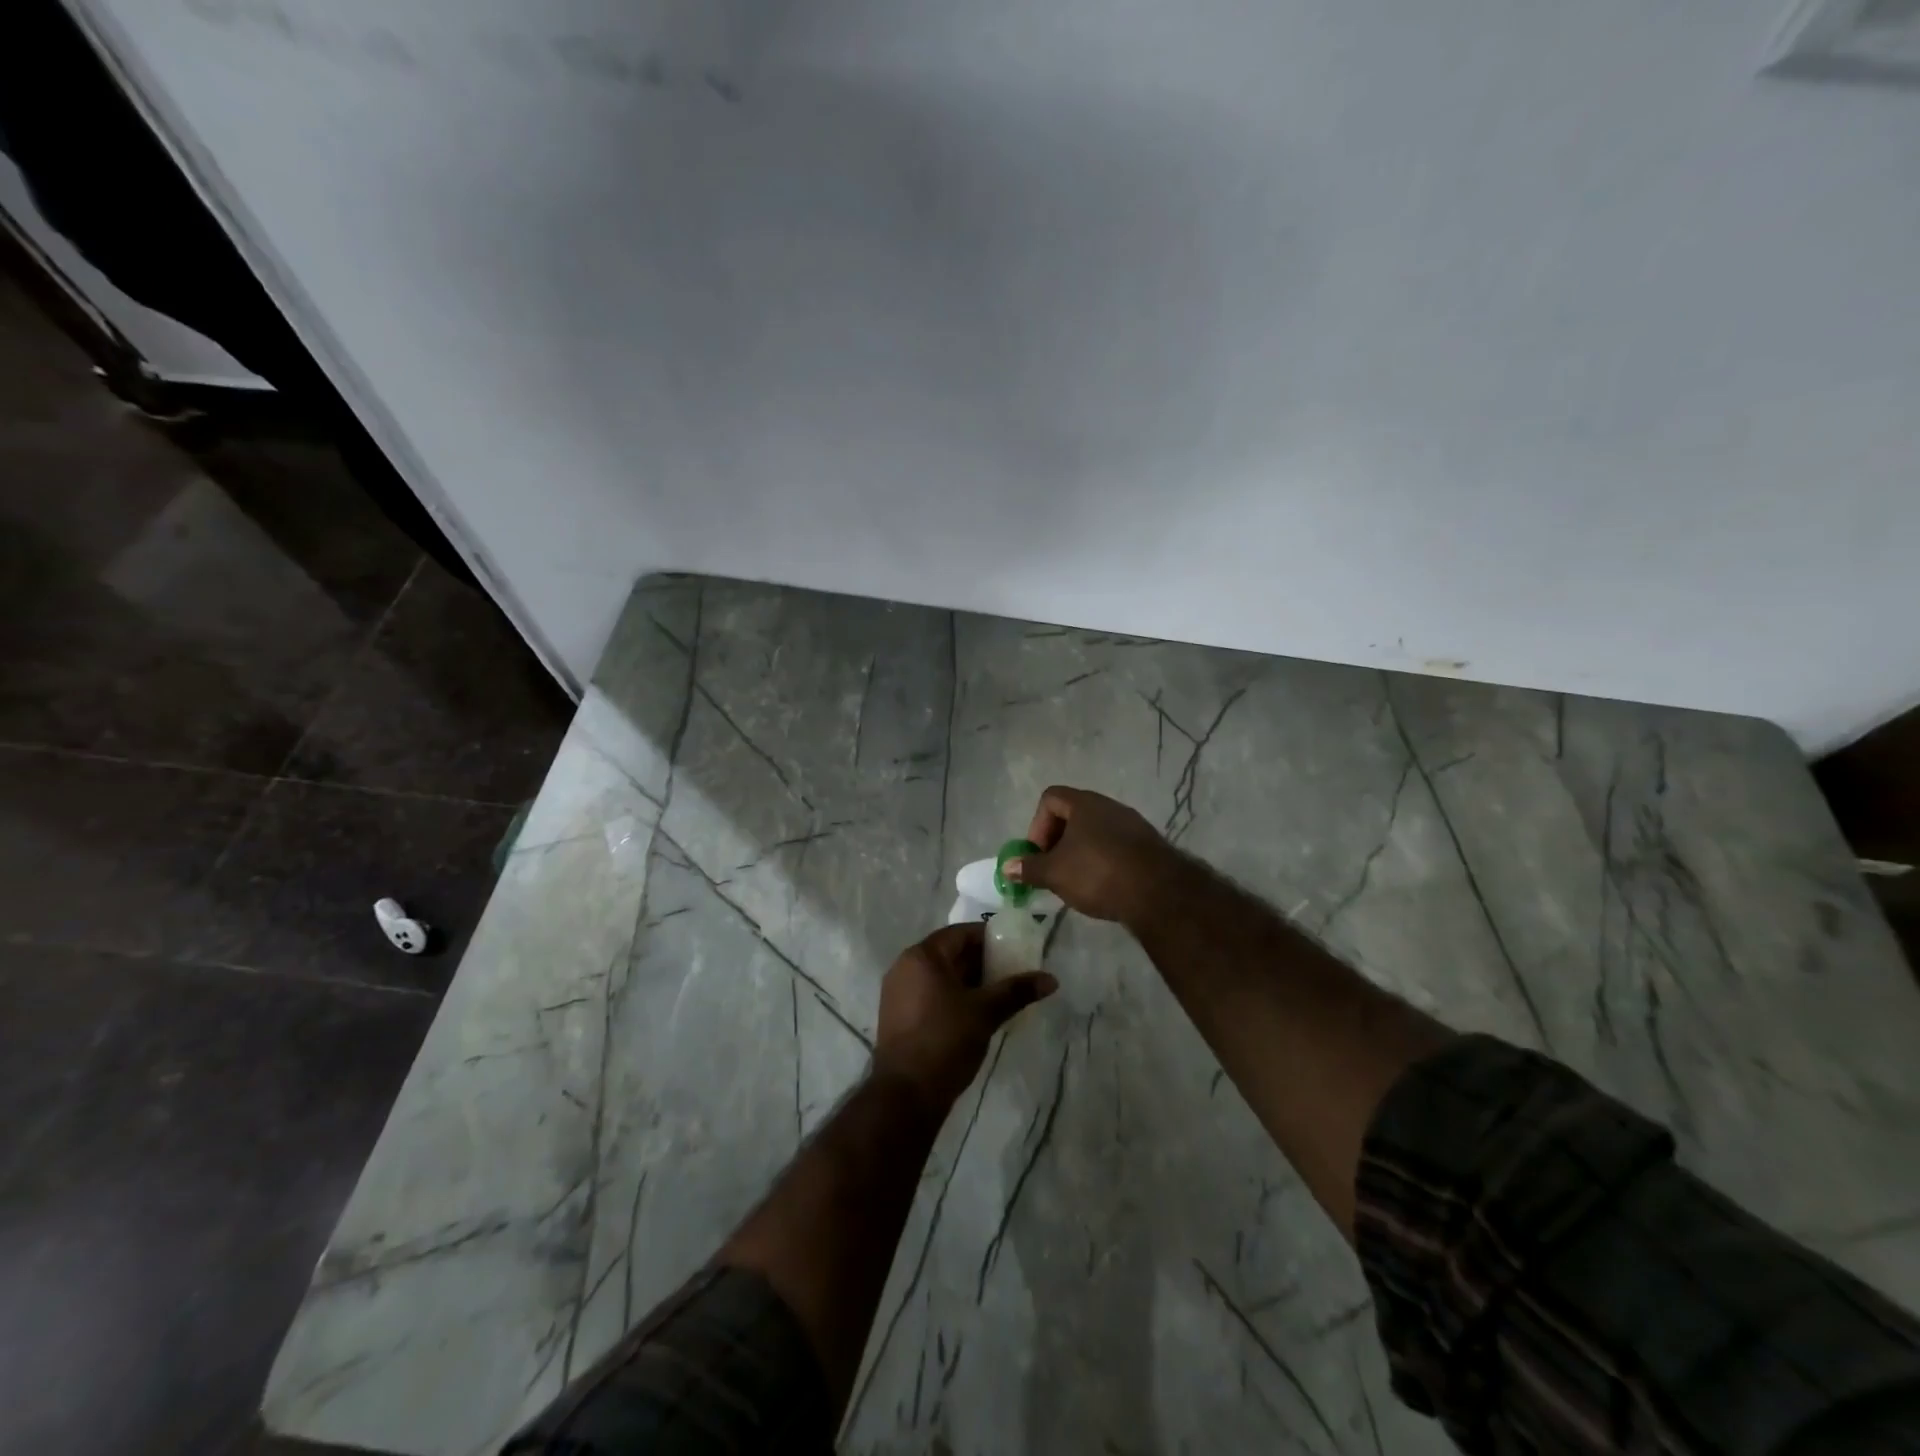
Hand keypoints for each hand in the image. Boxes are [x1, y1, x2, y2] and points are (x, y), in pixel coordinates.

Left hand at [873, 923, 1057, 1110]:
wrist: (906, 1094)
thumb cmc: (945, 1040)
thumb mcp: (985, 1012)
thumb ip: (1017, 991)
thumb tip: (1051, 979)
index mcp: (922, 956)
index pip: (960, 933)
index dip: (989, 938)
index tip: (1014, 948)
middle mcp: (905, 967)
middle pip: (950, 954)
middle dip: (982, 962)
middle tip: (1013, 972)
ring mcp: (899, 993)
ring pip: (942, 977)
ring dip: (970, 982)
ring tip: (1000, 994)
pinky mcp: (900, 1016)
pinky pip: (932, 994)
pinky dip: (955, 997)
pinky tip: (978, 1013)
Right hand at [1005, 785, 1178, 925]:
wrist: (1159, 892)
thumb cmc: (1097, 873)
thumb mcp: (1055, 873)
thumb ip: (1029, 868)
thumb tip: (1007, 867)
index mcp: (1084, 804)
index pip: (1050, 798)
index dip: (1037, 825)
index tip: (1038, 854)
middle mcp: (1109, 806)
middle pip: (1073, 814)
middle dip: (1057, 841)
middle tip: (1053, 869)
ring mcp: (1132, 824)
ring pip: (1095, 831)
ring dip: (1080, 852)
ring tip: (1076, 881)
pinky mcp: (1149, 845)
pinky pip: (1116, 846)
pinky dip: (1103, 861)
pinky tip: (1103, 886)